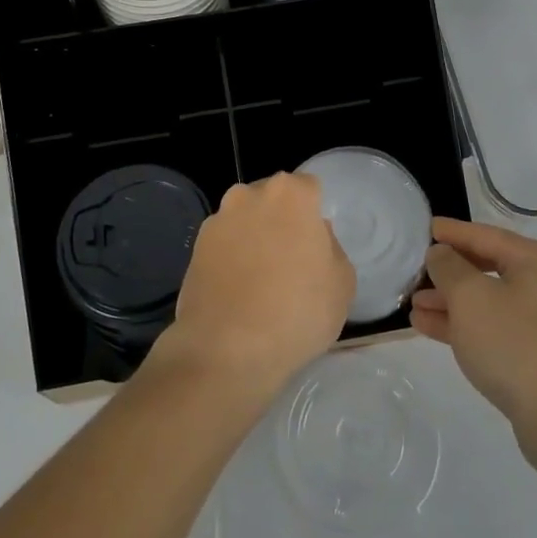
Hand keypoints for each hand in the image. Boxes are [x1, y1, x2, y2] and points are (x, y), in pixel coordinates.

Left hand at [157, 172, 354, 397]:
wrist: (226, 350)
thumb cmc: (297, 313)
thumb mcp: (342, 284)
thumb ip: (331, 248)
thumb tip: (314, 236)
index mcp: (290, 194)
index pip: (309, 187)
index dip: (314, 214)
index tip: (315, 245)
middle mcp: (249, 195)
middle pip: (273, 199)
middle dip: (281, 220)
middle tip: (291, 261)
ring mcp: (217, 220)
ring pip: (245, 220)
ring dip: (253, 238)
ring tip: (261, 281)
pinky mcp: (194, 247)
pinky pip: (223, 244)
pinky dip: (231, 258)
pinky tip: (237, 292)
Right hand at [411, 218, 536, 462]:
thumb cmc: (517, 344)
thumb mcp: (471, 297)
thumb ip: (448, 267)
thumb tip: (441, 254)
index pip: (485, 235)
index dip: (453, 232)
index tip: (426, 228)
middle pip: (488, 268)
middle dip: (449, 273)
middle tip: (415, 272)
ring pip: (489, 302)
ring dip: (451, 302)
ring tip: (414, 306)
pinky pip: (495, 330)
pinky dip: (465, 326)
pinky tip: (431, 329)